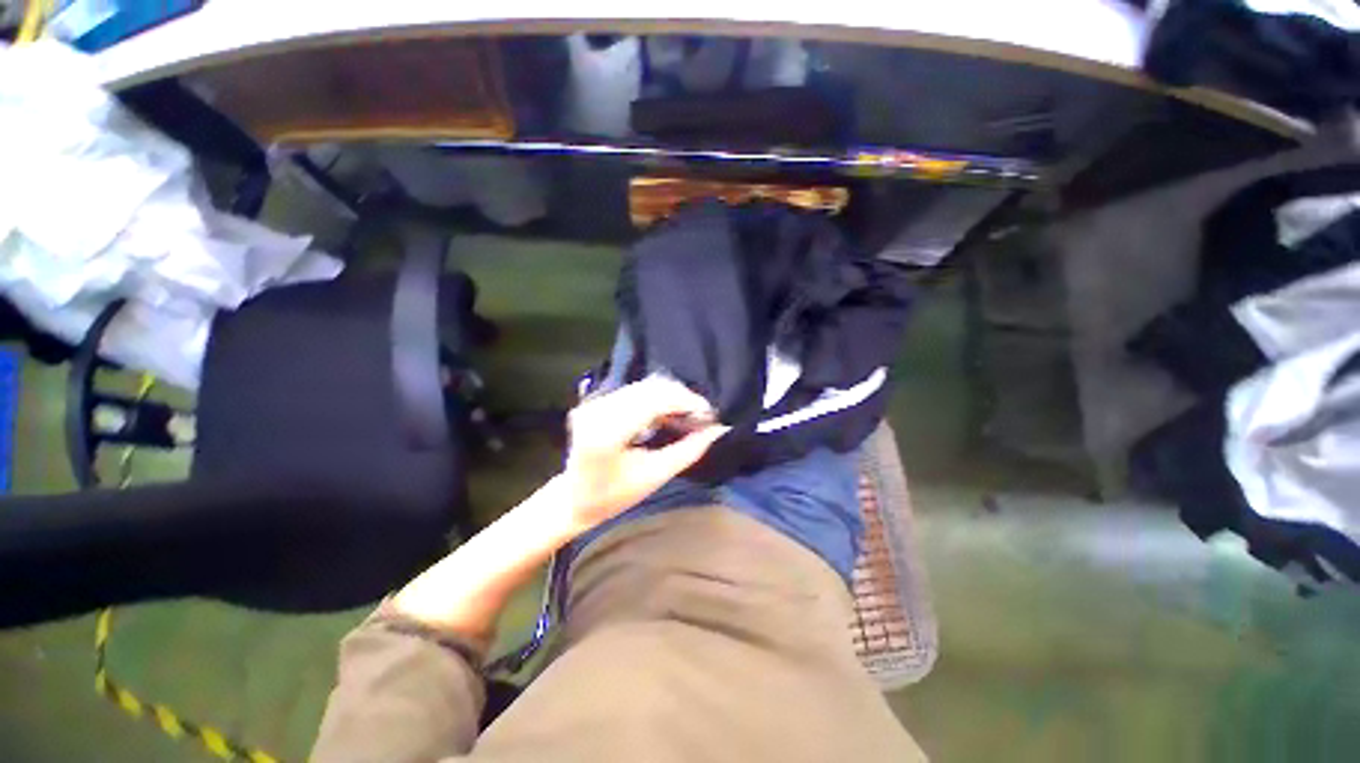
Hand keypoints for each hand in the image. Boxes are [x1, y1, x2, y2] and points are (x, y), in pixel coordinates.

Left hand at [559, 375, 728, 529]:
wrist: (574, 498)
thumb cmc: (613, 496)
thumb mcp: (654, 476)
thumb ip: (688, 451)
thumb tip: (719, 430)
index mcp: (608, 432)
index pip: (654, 401)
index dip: (686, 401)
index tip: (709, 414)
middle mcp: (599, 409)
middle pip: (651, 388)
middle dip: (682, 397)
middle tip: (702, 417)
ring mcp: (595, 402)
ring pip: (645, 385)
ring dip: (671, 396)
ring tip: (688, 415)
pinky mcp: (597, 400)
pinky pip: (636, 390)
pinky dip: (657, 398)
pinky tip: (667, 413)